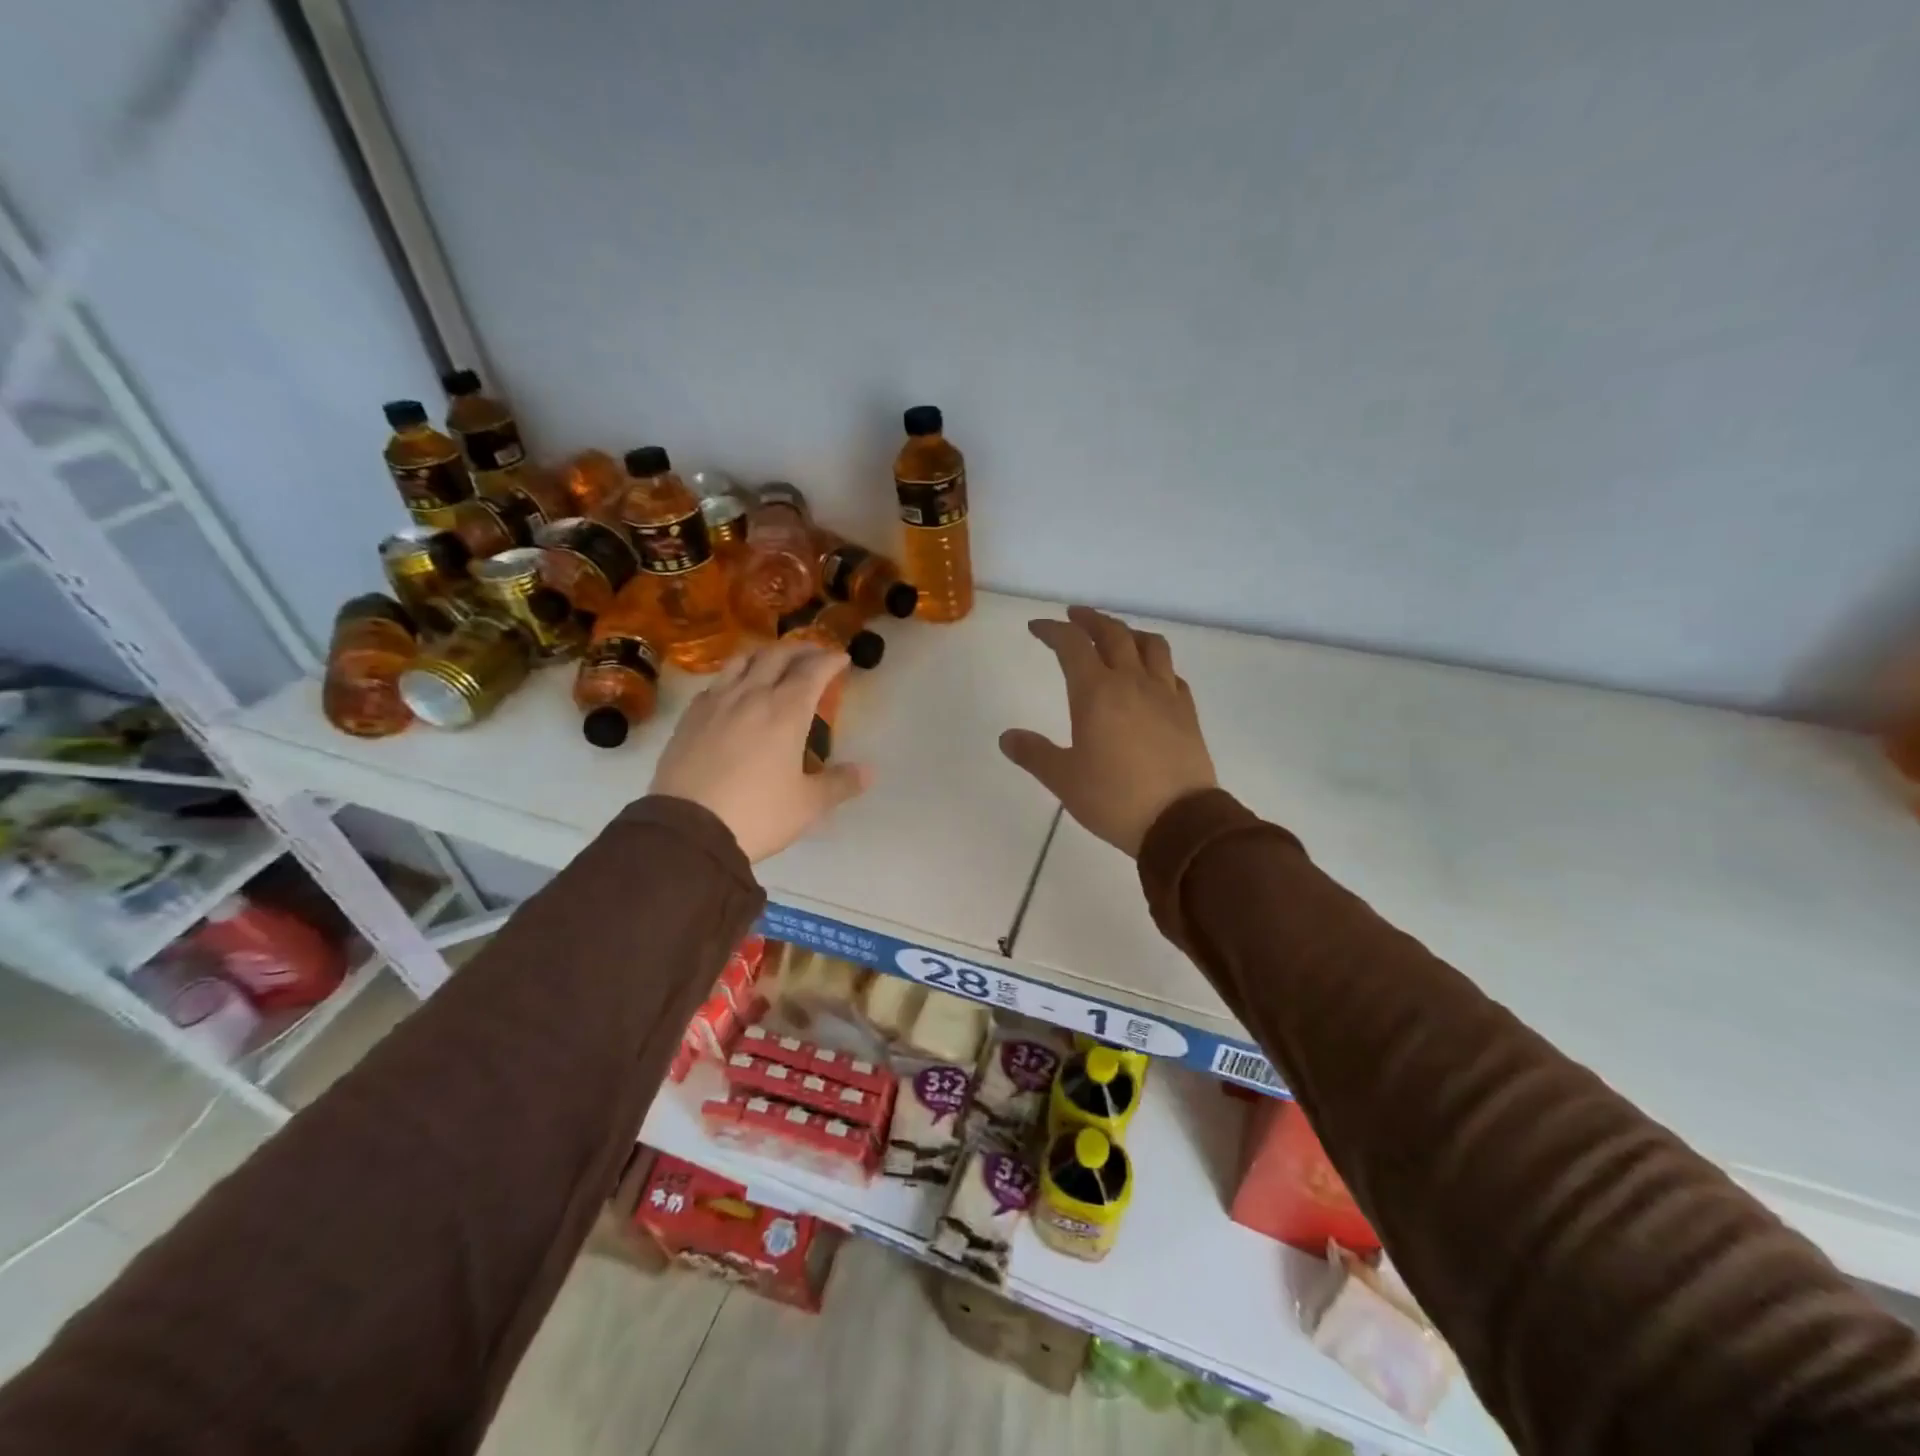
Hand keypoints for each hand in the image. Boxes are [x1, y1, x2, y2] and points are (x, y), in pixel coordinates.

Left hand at [650, 642, 871, 861]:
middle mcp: (751, 695)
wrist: (687, 830)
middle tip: (814, 653)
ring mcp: (716, 702)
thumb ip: (840, 784)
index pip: (813, 670)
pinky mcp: (690, 716)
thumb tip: (868, 772)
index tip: (842, 658)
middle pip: (778, 655)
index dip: (830, 659)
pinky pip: (717, 681)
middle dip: (801, 649)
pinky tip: (736, 690)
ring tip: (775, 661)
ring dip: (765, 653)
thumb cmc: (757, 813)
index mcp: (786, 710)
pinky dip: (735, 675)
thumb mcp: (807, 805)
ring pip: (743, 659)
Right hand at [1000, 606, 1216, 857]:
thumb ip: (1034, 754)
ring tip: (1118, 636)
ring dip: (1129, 633)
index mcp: (1096, 692)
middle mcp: (1132, 682)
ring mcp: (1165, 695)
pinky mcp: (1187, 712)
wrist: (1180, 821)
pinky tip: (1152, 676)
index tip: (1037, 628)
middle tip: (1075, 617)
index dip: (1052, 630)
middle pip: (1113, 634)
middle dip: (1090, 620)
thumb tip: (1007, 738)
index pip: (1071, 645)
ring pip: (1150, 645)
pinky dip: (1156, 664)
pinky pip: (1172, 674)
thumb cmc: (1114, 798)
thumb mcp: (1063, 779)